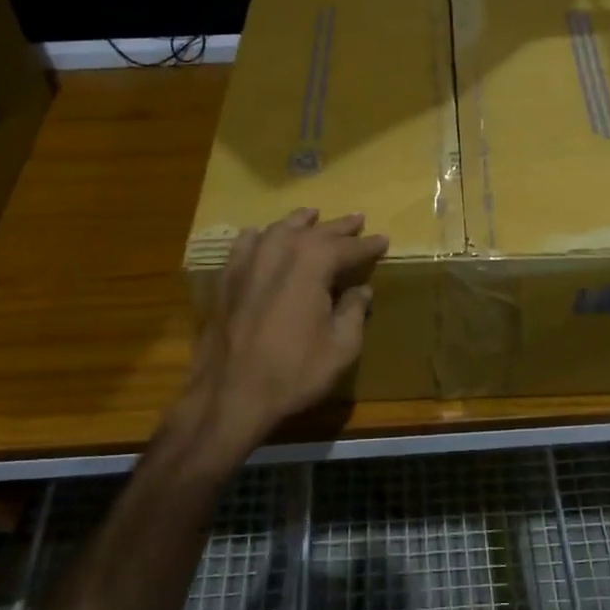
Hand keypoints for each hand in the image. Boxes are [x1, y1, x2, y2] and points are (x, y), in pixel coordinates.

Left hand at [180, 208, 387, 452]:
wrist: (230, 394)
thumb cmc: (294, 372)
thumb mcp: (340, 347)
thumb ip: (353, 312)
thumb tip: (361, 291)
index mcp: (313, 264)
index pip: (347, 248)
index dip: (368, 245)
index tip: (383, 240)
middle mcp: (280, 252)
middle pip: (314, 232)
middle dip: (338, 227)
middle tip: (357, 220)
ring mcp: (248, 263)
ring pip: (278, 230)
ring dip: (299, 223)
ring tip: (312, 216)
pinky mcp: (226, 279)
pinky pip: (245, 245)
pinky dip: (260, 236)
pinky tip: (262, 235)